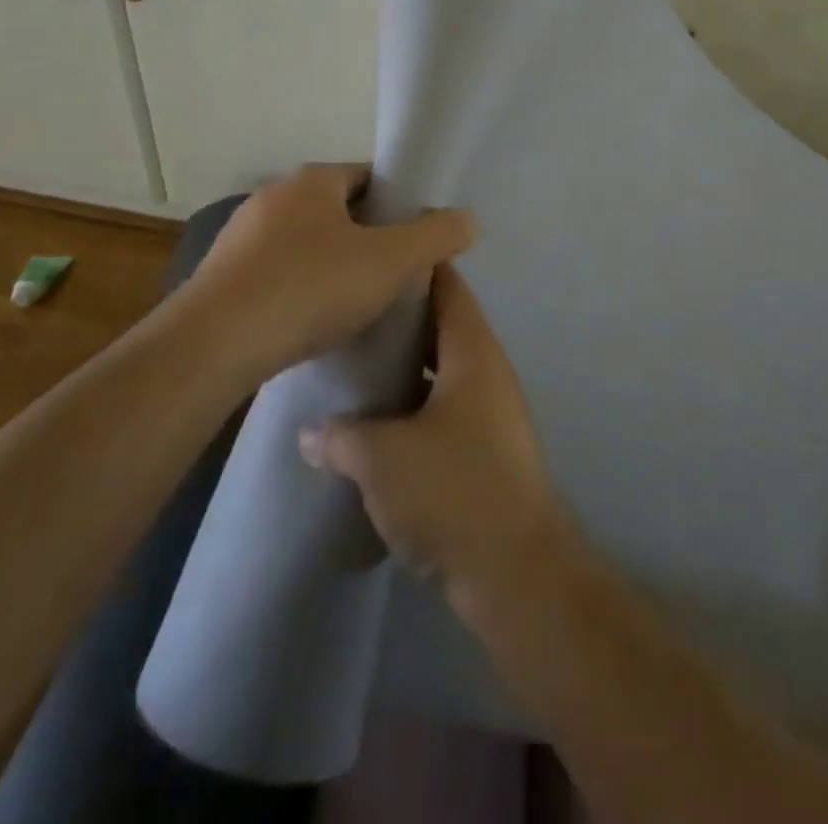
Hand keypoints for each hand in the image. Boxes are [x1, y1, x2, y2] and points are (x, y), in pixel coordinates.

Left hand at [183, 164, 474, 379]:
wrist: (213, 347)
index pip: (368, 176)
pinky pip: (278, 276)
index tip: (419, 236)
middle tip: (398, 273)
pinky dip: (302, 291)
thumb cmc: (310, 288)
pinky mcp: (221, 280)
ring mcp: (240, 239)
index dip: (400, 202)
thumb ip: (436, 236)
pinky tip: (315, 324)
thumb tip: (468, 220)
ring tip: (361, 304)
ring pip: (307, 245)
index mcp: (310, 182)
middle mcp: (271, 199)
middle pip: (338, 211)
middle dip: (370, 237)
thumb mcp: (391, 261)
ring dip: (334, 266)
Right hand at [299, 265, 578, 608]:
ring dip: (402, 367)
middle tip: (345, 314)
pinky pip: (441, 409)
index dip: (414, 266)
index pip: (447, 286)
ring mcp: (488, 411)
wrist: (515, 570)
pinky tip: (371, 422)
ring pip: (439, 370)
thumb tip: (311, 431)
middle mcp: (486, 371)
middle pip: (441, 326)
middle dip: (397, 319)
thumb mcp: (384, 458)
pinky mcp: (482, 450)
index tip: (372, 257)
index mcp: (474, 351)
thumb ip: (342, 436)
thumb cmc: (454, 490)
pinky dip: (410, 406)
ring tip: (349, 364)